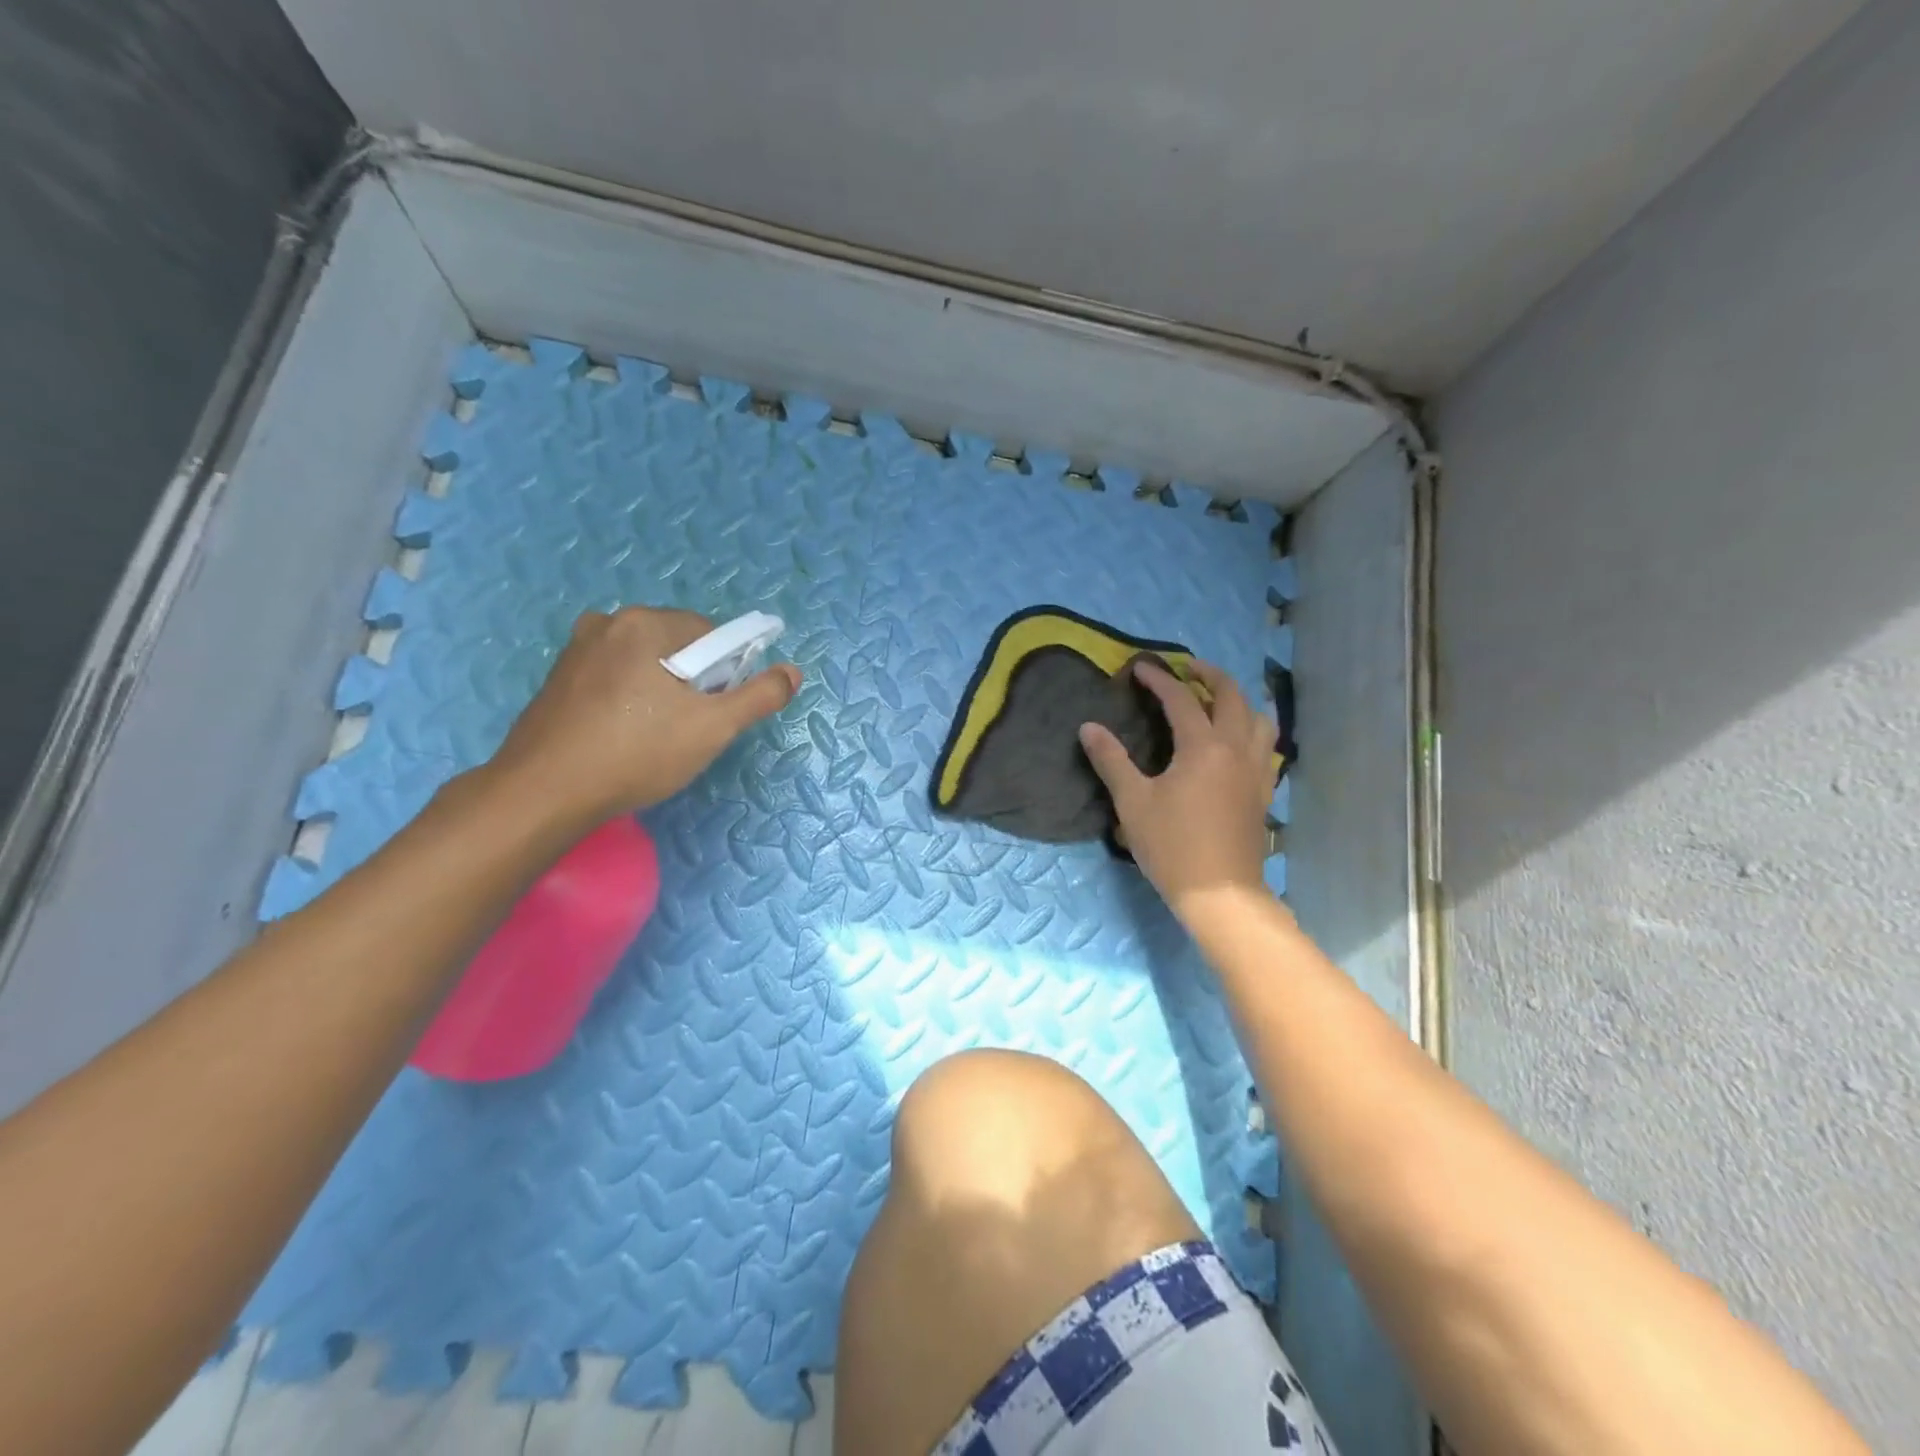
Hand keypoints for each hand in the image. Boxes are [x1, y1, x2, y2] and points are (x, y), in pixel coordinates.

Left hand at [483, 606, 800, 830]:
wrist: (543, 793)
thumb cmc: (636, 754)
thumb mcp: (712, 728)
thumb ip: (759, 696)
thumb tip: (792, 672)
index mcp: (645, 623)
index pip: (711, 634)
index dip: (724, 673)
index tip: (713, 711)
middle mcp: (607, 622)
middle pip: (676, 645)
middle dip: (691, 681)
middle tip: (686, 727)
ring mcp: (576, 649)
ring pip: (644, 662)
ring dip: (660, 690)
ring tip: (653, 736)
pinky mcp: (558, 677)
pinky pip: (613, 676)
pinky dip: (628, 698)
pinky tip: (622, 735)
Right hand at [1079, 659, 1276, 921]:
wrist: (1220, 893)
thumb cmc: (1172, 845)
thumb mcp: (1132, 801)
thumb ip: (1111, 760)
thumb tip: (1088, 727)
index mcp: (1203, 746)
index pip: (1181, 699)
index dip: (1159, 679)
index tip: (1140, 667)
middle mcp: (1236, 748)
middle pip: (1231, 696)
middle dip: (1209, 675)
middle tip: (1187, 669)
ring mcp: (1256, 770)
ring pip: (1259, 718)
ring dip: (1239, 699)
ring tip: (1219, 699)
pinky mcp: (1263, 791)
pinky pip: (1266, 746)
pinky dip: (1253, 729)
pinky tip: (1239, 741)